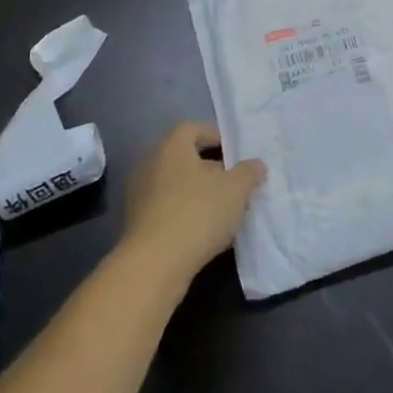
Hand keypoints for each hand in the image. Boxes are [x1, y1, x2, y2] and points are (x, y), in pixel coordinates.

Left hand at [122, 122, 265, 282]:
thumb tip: (255, 165)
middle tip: (235, 182)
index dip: (216, 136)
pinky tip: (206, 229)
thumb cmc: (198, 212)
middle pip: (185, 157)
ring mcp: (139, 195)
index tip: (237, 153)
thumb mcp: (236, 189)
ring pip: (176, 184)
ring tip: (225, 208)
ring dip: (199, 192)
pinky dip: (186, 212)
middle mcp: (150, 164)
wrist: (155, 264)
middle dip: (212, 167)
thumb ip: (249, 172)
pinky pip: (167, 207)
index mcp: (171, 147)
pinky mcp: (137, 223)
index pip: (193, 128)